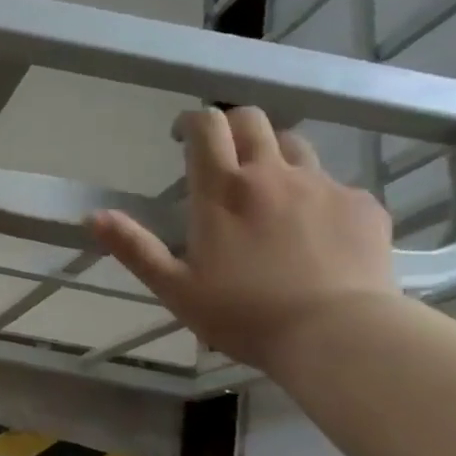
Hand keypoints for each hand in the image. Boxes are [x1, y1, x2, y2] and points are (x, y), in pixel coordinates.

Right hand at [92, 106, 397, 371]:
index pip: (206, 127)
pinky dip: (315, 196)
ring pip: (295, 146)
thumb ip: (134, 248)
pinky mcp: (362, 205)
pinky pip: (334, 185)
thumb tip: (93, 216)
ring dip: (274, 156)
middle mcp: (272, 175)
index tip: (182, 137)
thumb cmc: (244, 314)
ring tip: (267, 192)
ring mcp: (323, 186)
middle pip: (252, 120)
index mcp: (222, 191)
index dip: (192, 122)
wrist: (339, 335)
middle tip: (221, 156)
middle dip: (231, 127)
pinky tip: (313, 232)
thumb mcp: (175, 288)